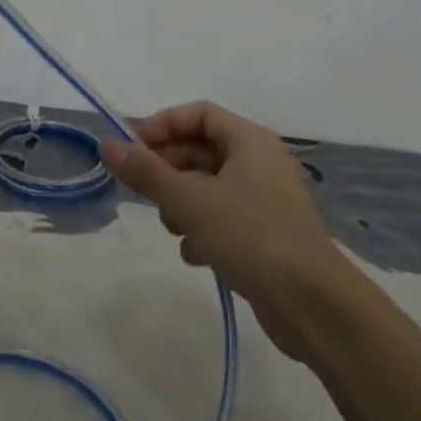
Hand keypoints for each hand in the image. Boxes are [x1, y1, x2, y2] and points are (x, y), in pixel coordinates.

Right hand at [101, 101, 339, 361]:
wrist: (314, 306)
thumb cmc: (251, 236)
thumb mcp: (189, 200)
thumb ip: (146, 172)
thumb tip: (106, 144)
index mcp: (249, 141)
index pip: (198, 114)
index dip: (163, 125)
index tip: (133, 149)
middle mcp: (259, 163)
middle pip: (201, 150)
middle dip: (168, 169)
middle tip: (142, 190)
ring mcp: (265, 200)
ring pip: (208, 186)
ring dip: (182, 202)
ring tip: (171, 225)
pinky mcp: (266, 236)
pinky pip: (223, 218)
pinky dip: (202, 229)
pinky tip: (193, 254)